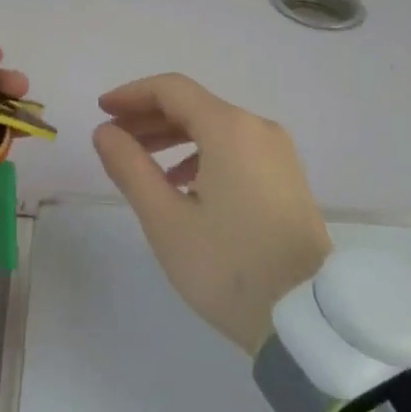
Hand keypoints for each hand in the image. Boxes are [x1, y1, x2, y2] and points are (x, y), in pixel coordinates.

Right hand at [93, 73, 331, 353]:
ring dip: (173, 137)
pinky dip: (200, 153)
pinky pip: (234, 147)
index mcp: (229, 128)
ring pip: (214, 127)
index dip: (132, 95)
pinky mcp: (286, 177)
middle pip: (193, 105)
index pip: (171, 89)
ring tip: (140, 162)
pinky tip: (181, 183)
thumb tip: (104, 132)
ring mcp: (277, 152)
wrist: (308, 321)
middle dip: (148, 117)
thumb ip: (130, 167)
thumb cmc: (229, 266)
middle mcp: (257, 128)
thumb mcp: (166, 219)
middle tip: (113, 139)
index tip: (102, 111)